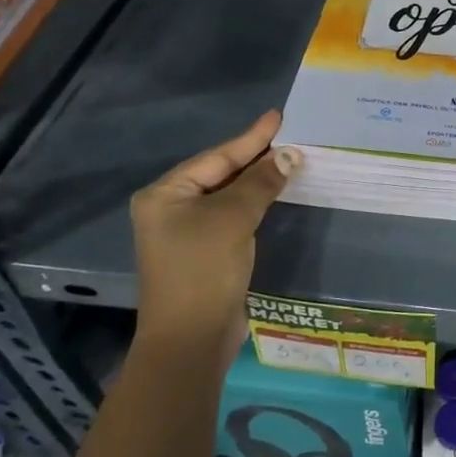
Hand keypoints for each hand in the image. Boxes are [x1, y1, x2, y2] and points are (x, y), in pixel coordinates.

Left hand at [129, 110, 300, 370]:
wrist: (191, 340)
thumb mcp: (233, 218)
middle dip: (256, 157)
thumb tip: (290, 155)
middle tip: (290, 136)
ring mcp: (186, 232)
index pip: (217, 157)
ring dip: (258, 180)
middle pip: (220, 173)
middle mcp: (170, 208)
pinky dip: (255, 203)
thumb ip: (261, 182)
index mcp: (165, 194)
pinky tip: (275, 192)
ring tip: (289, 158)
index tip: (278, 116)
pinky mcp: (204, 252)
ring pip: (228, 195)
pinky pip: (232, 216)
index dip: (251, 137)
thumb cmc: (203, 270)